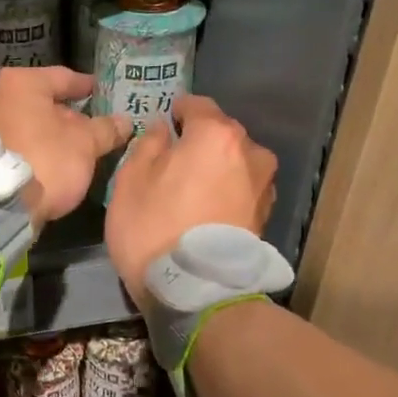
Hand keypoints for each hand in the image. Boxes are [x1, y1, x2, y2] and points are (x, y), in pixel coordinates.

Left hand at [0, 67, 130, 227]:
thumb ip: (105, 129)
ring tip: (66, 149)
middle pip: (38, 101)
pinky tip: (42, 163)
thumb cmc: (44, 161)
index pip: (62, 77)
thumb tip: (124, 121)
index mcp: (20, 83)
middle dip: (63, 114)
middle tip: (86, 128)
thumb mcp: (85, 145)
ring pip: (21, 123)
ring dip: (43, 133)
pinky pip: (8, 143)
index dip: (85, 86)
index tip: (100, 93)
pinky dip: (26, 148)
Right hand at [106, 95, 277, 307]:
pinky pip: (242, 190)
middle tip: (172, 161)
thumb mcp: (131, 181)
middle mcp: (249, 152)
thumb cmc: (153, 227)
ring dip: (216, 169)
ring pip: (235, 163)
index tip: (163, 124)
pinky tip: (206, 212)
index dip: (177, 111)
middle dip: (198, 142)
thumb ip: (147, 145)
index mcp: (216, 135)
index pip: (197, 105)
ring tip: (190, 191)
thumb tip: (162, 129)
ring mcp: (264, 185)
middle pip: (220, 134)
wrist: (195, 291)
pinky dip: (227, 193)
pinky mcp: (266, 216)